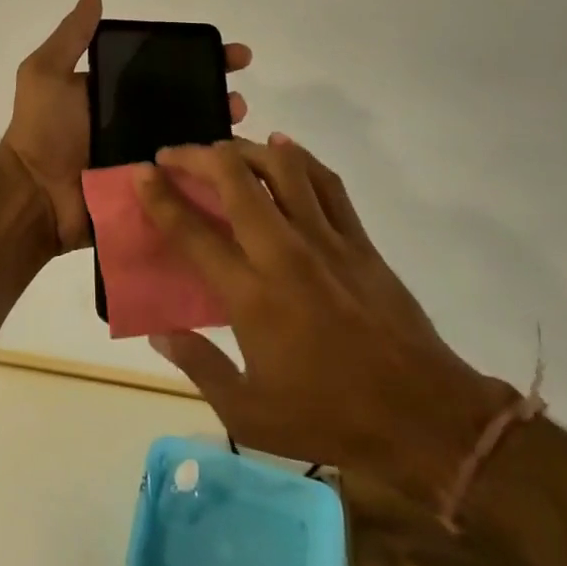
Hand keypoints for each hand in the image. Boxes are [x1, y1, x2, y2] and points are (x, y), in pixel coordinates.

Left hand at [1, 0, 251, 254]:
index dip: (200, 59)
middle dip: (219, 97)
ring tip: (238, 129)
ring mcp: (146, 156)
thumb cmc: (41, 130)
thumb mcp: (46, 73)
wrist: (33, 194)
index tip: (232, 54)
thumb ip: (71, 37)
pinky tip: (237, 166)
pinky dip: (211, 172)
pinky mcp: (151, 190)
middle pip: (188, 104)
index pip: (166, 69)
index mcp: (116, 93)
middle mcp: (135, 121)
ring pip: (193, 140)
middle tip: (239, 99)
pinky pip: (187, 178)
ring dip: (221, 133)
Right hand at [136, 136, 507, 499]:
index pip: (192, 231)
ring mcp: (327, 241)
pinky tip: (282, 147)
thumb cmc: (329, 417)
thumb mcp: (249, 413)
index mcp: (251, 295)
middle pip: (236, 181)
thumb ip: (199, 365)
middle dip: (196, 156)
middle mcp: (284, 253)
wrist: (424, 418)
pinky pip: (326, 183)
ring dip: (245, 149)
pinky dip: (299, 158)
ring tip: (222, 150)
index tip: (142, 173)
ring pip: (282, 169)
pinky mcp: (359, 240)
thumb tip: (159, 332)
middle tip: (173, 155)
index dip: (160, 196)